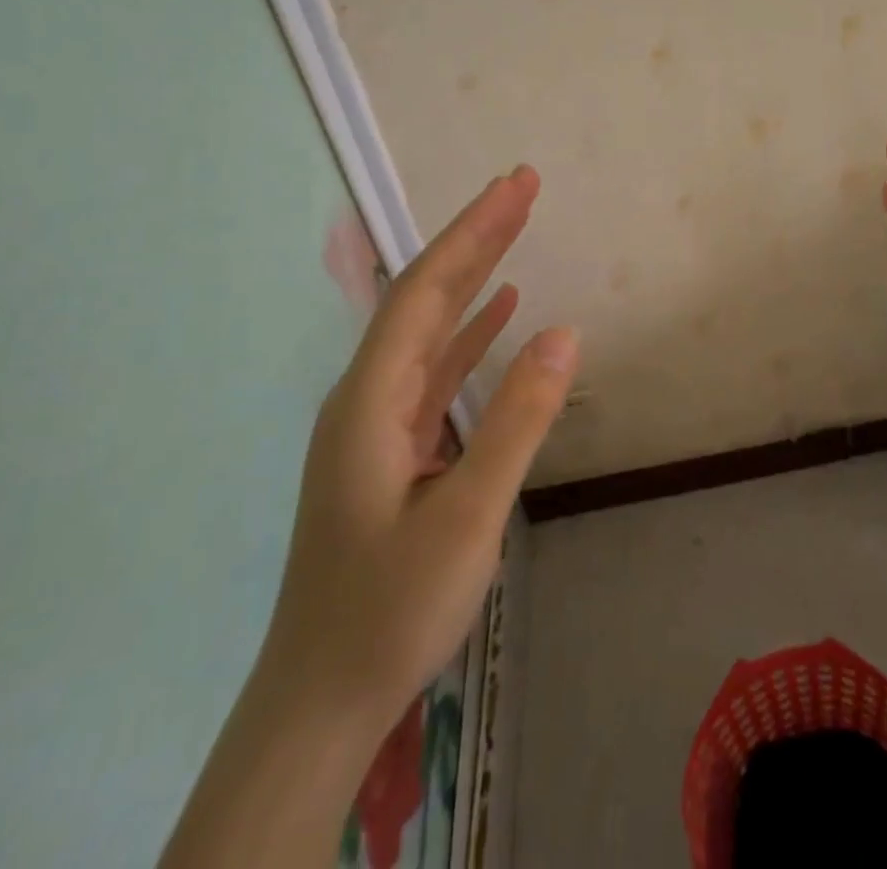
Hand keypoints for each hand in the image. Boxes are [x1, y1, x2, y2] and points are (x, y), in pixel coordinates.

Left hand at [258, 165, 577, 740]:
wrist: (321, 700)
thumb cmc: (389, 608)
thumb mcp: (465, 517)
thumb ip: (516, 422)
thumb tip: (565, 334)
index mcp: (371, 399)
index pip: (426, 290)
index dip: (474, 232)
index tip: (517, 185)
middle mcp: (367, 395)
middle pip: (425, 296)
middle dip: (475, 237)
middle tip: (523, 186)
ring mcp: (378, 422)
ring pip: (430, 328)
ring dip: (474, 276)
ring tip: (516, 231)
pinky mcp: (393, 447)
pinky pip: (436, 368)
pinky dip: (471, 331)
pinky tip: (502, 313)